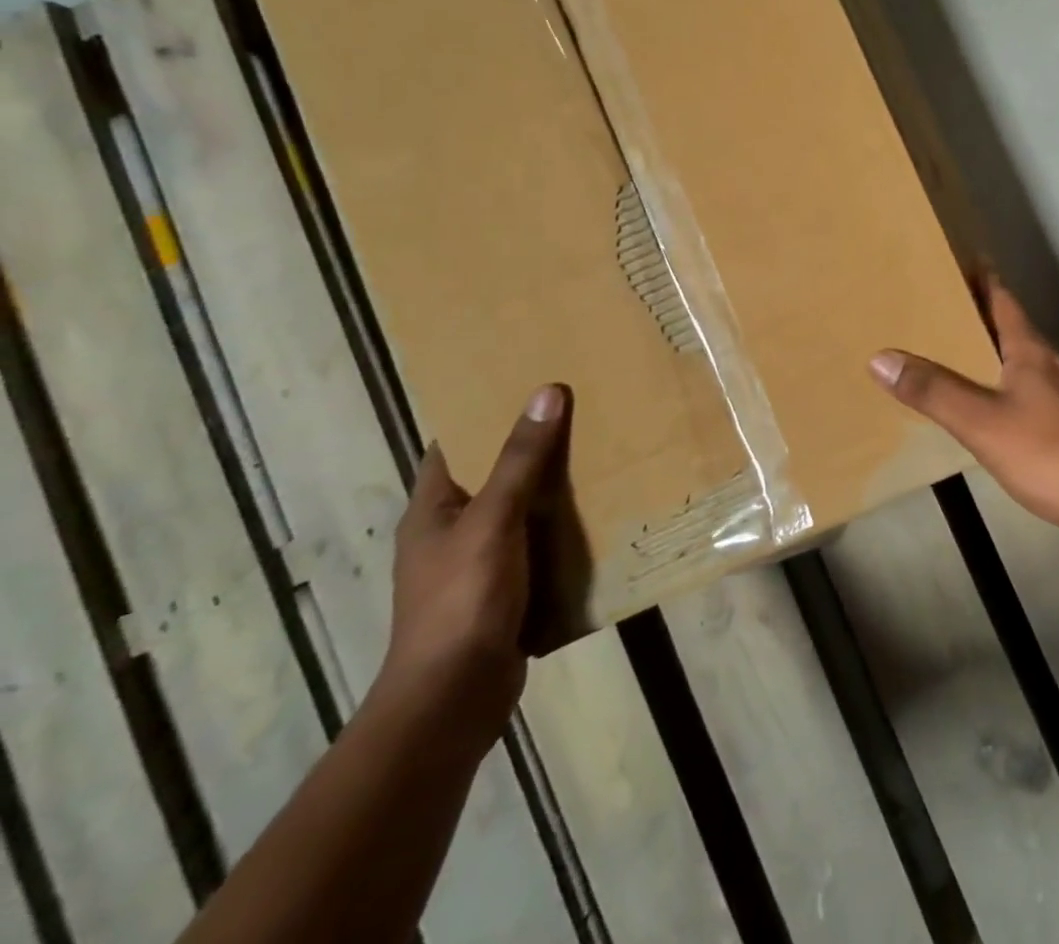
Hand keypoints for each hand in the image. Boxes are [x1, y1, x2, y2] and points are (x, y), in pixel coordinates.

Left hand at [373, 384, 569, 740]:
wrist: (454, 698)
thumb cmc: (462, 600)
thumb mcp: (494, 521)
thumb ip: (521, 460)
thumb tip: (547, 393)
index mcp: (433, 510)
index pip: (453, 446)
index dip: (483, 413)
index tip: (527, 384)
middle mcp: (452, 532)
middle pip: (493, 475)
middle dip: (532, 447)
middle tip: (581, 411)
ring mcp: (478, 565)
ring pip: (521, 512)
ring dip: (554, 490)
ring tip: (601, 453)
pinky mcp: (506, 592)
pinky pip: (538, 546)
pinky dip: (564, 530)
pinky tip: (601, 514)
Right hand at [868, 276, 1058, 540]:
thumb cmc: (1049, 453)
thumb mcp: (981, 422)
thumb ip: (933, 390)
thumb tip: (881, 357)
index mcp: (1031, 349)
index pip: (1003, 297)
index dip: (980, 276)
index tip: (954, 259)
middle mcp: (1051, 362)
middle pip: (1010, 325)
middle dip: (977, 313)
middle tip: (935, 306)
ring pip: (1020, 359)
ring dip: (989, 349)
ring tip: (952, 352)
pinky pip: (1028, 389)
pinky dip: (1001, 383)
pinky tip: (986, 405)